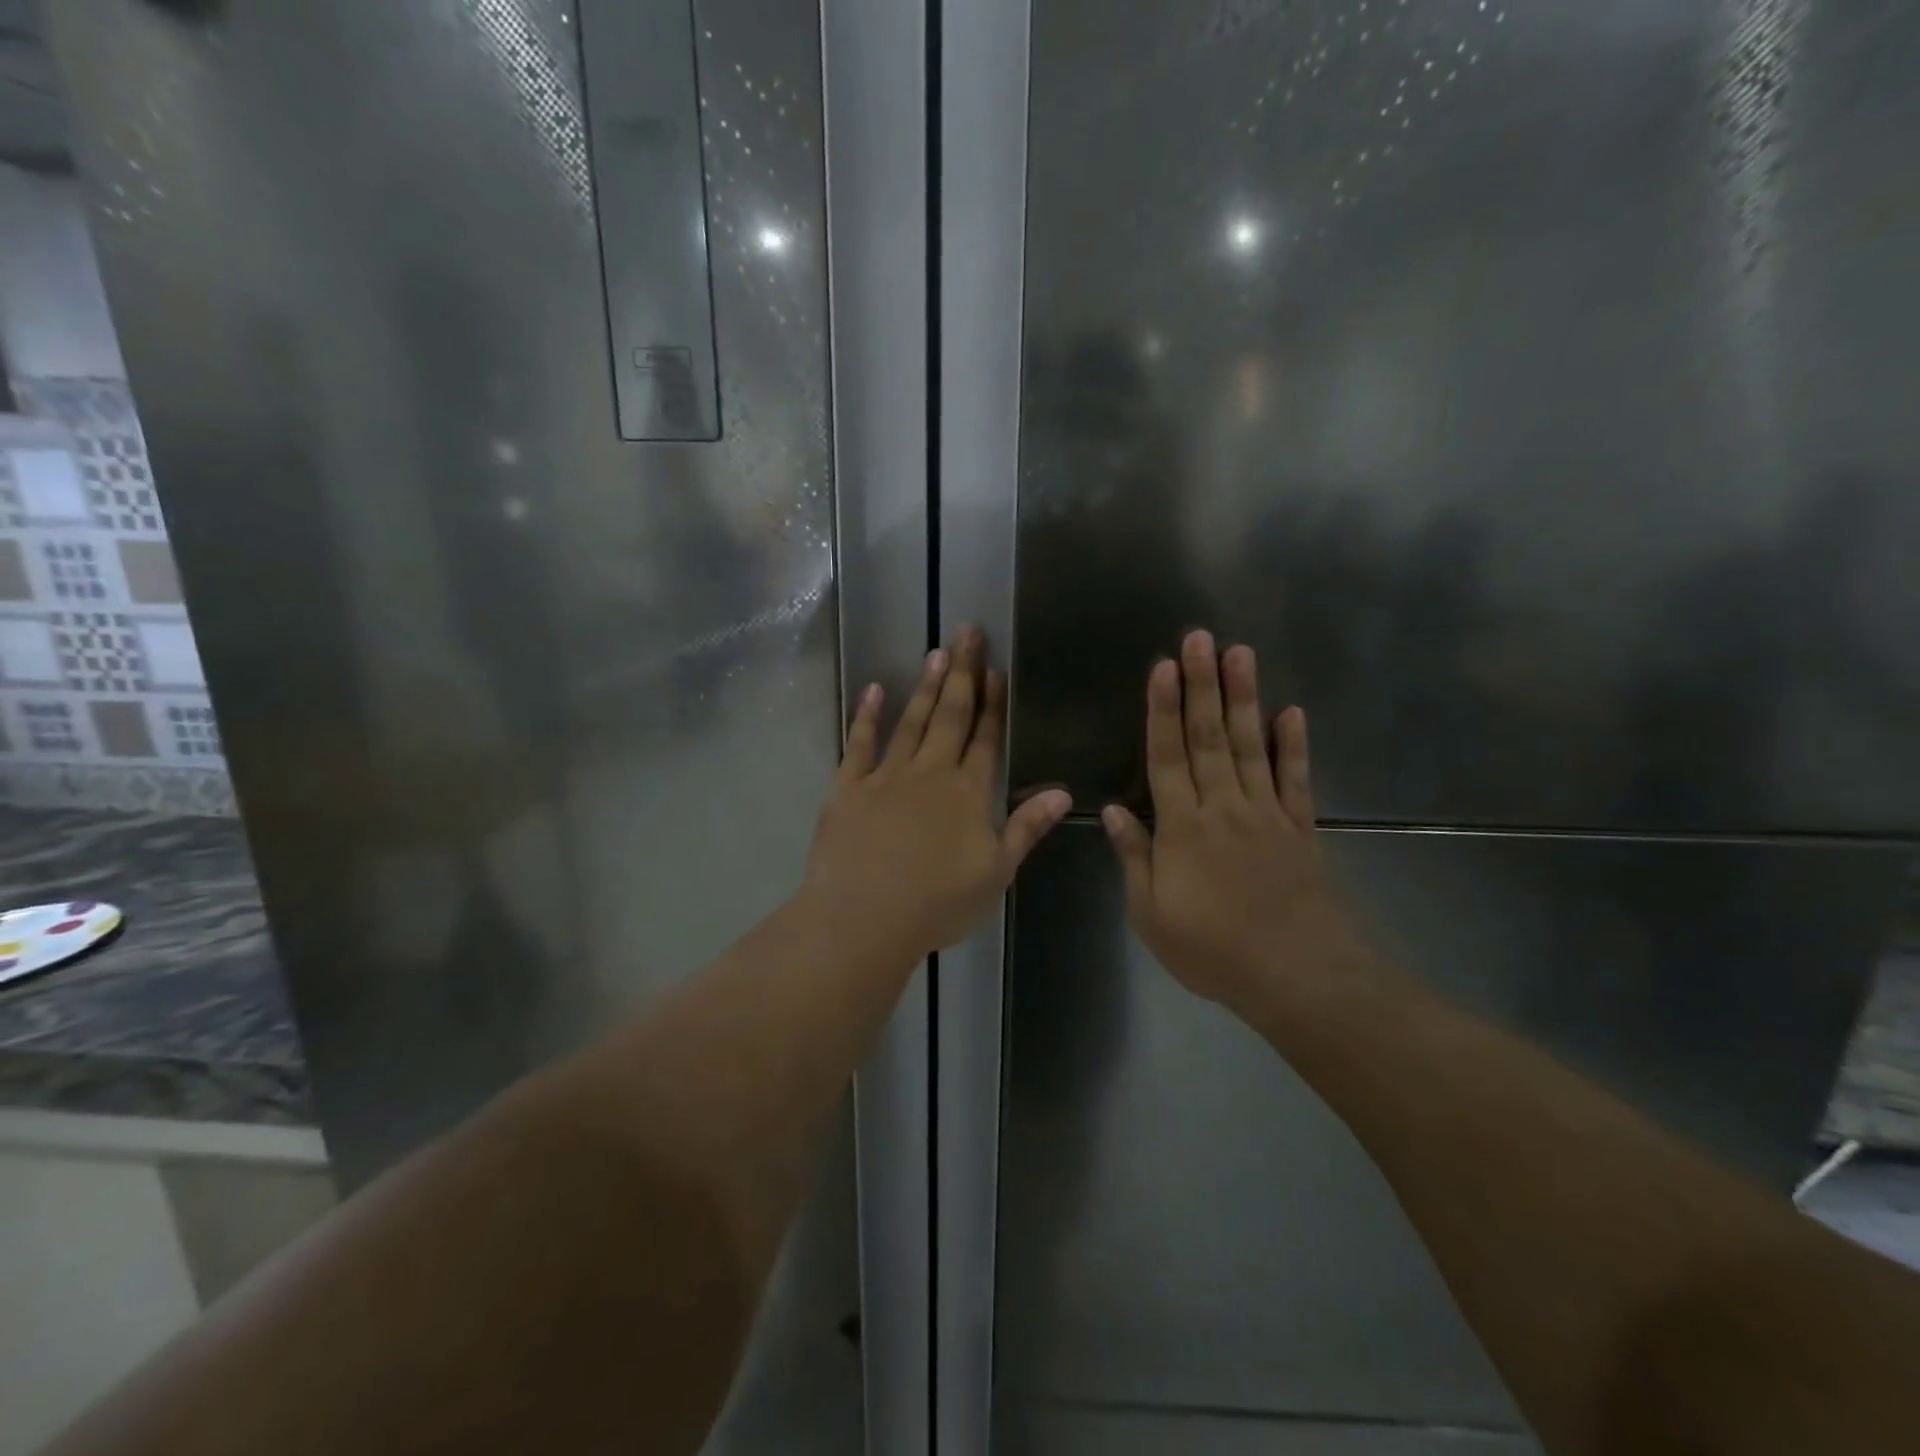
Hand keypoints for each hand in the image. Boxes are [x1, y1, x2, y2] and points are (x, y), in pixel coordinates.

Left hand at [804, 628, 1072, 960]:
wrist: (864, 918)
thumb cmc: (937, 903)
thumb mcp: (996, 872)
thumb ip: (1026, 828)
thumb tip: (1062, 792)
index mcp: (968, 793)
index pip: (986, 738)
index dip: (994, 703)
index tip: (998, 670)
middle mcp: (930, 773)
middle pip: (950, 716)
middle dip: (962, 673)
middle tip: (968, 633)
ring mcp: (886, 777)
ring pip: (910, 722)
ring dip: (924, 686)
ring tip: (935, 652)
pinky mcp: (848, 788)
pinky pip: (859, 744)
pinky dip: (867, 716)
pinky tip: (873, 691)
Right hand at [1103, 631, 1361, 1016]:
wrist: (1298, 977)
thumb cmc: (1213, 950)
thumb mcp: (1152, 914)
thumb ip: (1135, 858)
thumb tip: (1115, 811)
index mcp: (1183, 828)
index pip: (1168, 756)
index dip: (1162, 710)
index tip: (1163, 666)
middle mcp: (1224, 808)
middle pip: (1210, 737)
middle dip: (1203, 685)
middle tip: (1201, 638)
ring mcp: (1267, 814)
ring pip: (1252, 745)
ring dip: (1244, 698)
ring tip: (1241, 653)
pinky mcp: (1301, 829)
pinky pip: (1296, 779)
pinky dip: (1294, 745)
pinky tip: (1292, 712)